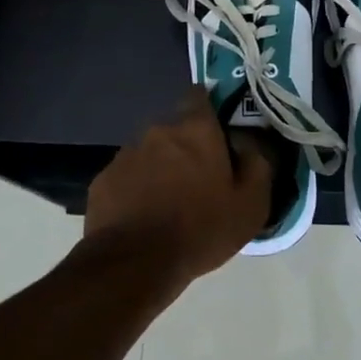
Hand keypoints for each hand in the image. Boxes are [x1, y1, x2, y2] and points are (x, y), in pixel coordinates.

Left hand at [83, 88, 272, 286]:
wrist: (134, 264)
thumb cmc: (200, 229)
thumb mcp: (250, 205)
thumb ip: (257, 165)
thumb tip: (249, 145)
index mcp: (196, 129)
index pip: (199, 96)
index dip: (209, 109)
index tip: (217, 131)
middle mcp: (158, 131)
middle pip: (175, 129)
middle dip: (186, 146)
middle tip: (198, 179)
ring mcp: (126, 154)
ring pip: (150, 153)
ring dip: (160, 168)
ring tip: (168, 203)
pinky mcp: (103, 180)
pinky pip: (127, 177)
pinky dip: (136, 189)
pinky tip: (143, 218)